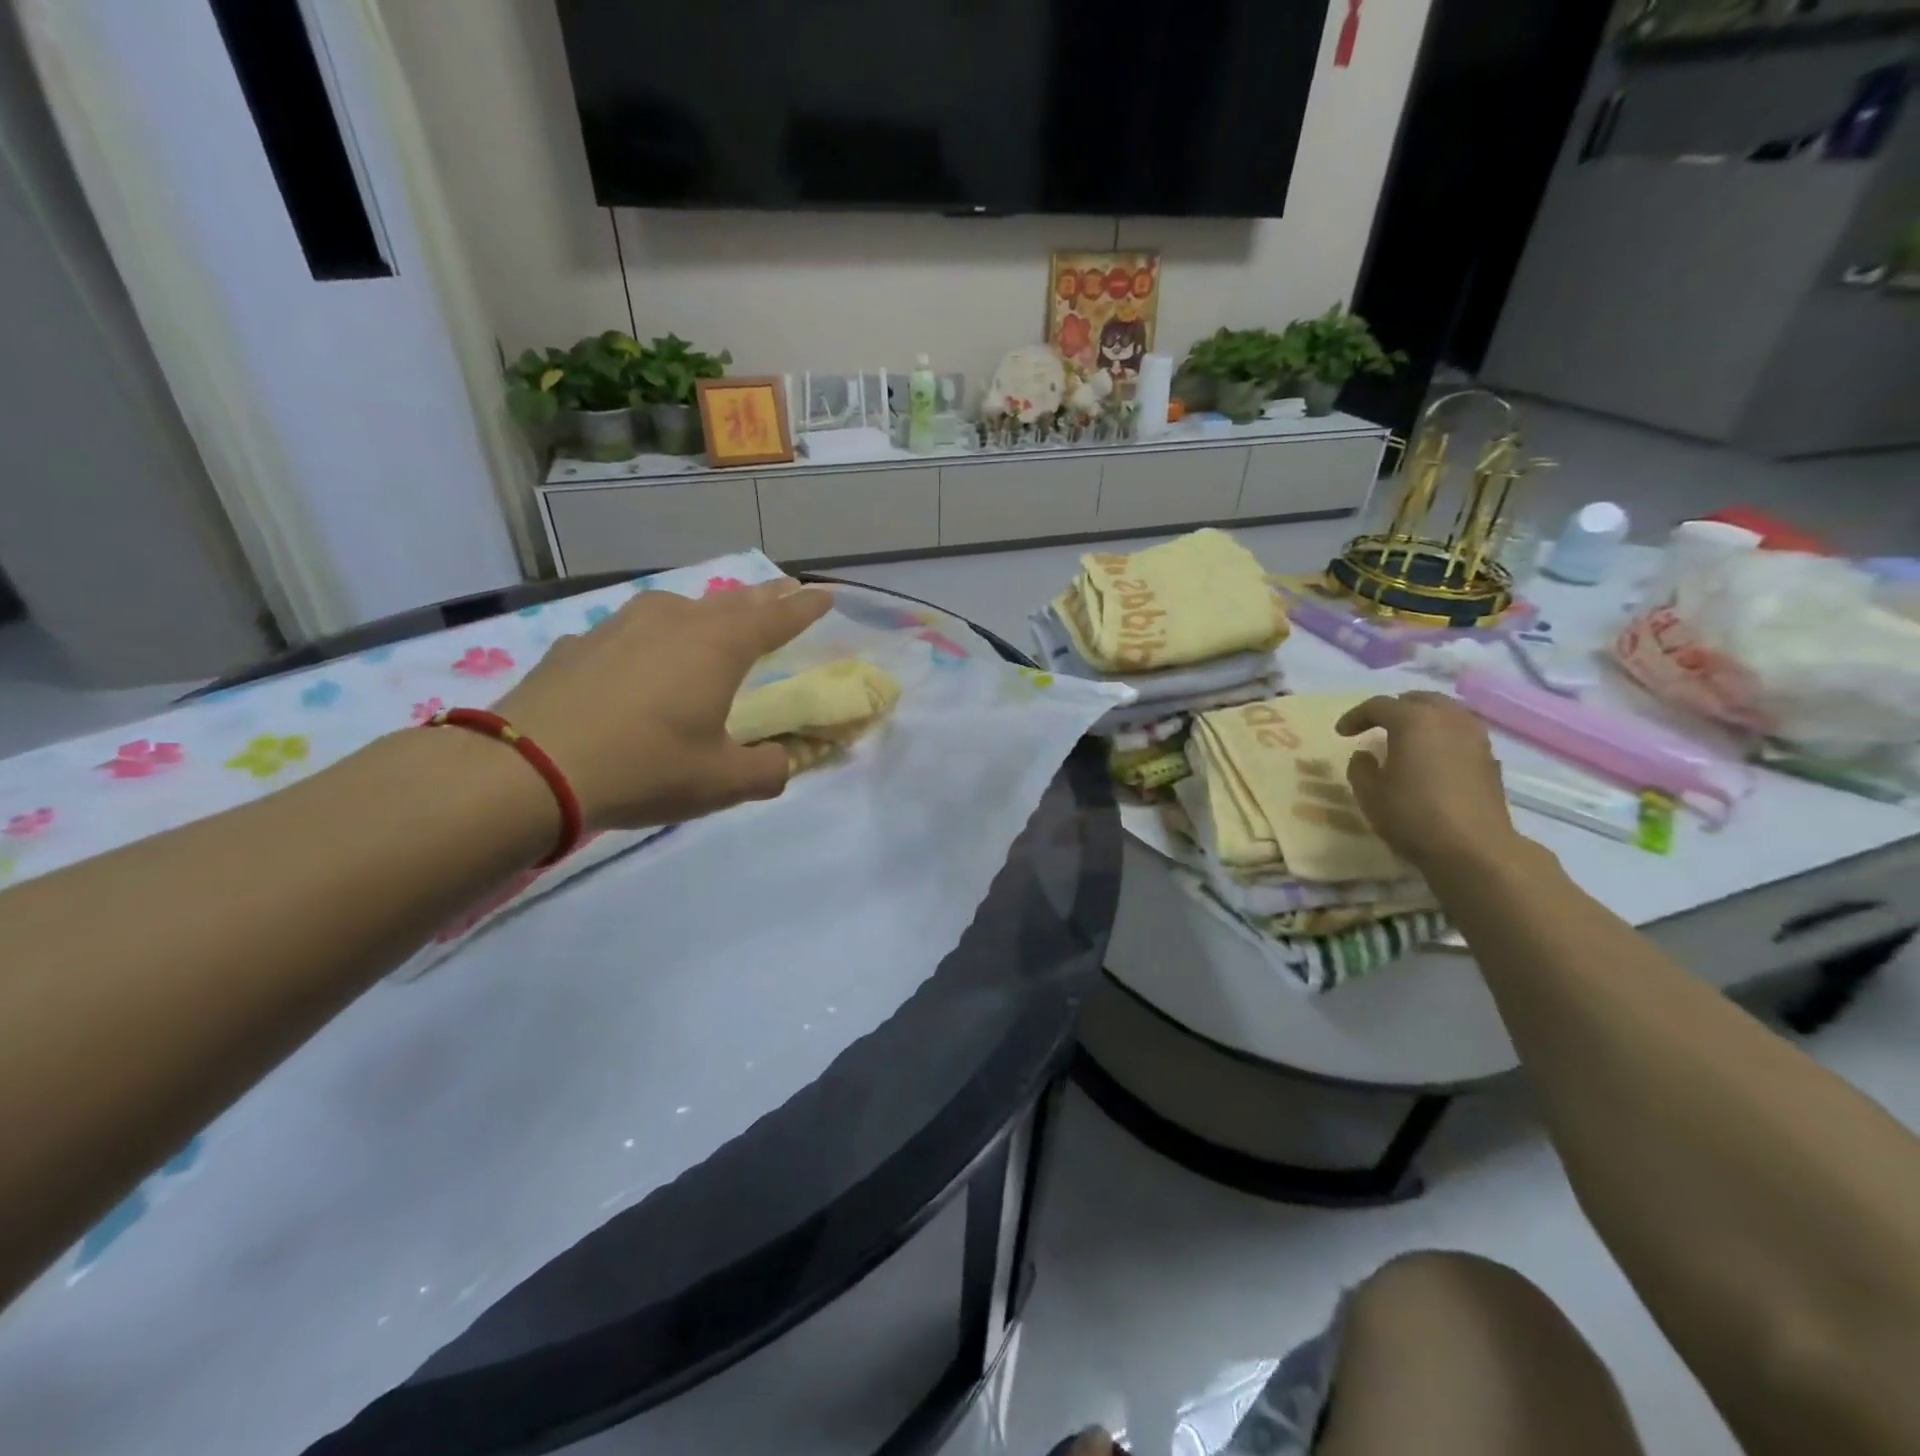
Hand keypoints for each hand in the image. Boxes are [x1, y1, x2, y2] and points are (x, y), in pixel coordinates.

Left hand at [491, 579, 831, 830]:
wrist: (529, 768)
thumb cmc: (644, 767)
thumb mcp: (722, 783)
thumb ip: (768, 770)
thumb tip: (783, 762)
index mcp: (719, 647)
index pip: (776, 618)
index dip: (804, 607)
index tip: (824, 594)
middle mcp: (675, 621)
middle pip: (731, 602)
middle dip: (762, 598)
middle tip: (783, 590)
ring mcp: (621, 625)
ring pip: (679, 608)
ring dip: (706, 612)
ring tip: (714, 619)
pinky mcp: (580, 642)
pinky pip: (632, 631)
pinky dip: (651, 638)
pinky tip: (640, 659)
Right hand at [1336, 691, 1517, 869]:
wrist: (1474, 848)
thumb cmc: (1412, 815)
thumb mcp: (1369, 793)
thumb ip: (1360, 768)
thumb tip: (1365, 755)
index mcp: (1414, 720)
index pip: (1378, 705)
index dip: (1355, 716)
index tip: (1341, 733)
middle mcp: (1448, 718)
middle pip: (1418, 699)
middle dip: (1394, 709)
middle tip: (1376, 726)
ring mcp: (1475, 736)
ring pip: (1446, 712)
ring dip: (1423, 719)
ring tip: (1407, 739)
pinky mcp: (1490, 758)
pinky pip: (1461, 733)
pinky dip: (1443, 736)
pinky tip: (1433, 758)